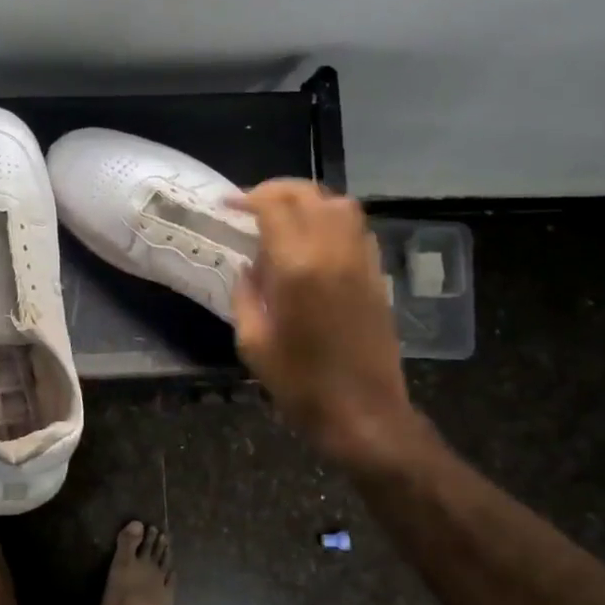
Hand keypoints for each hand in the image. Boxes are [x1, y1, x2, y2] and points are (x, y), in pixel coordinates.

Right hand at [232, 180, 425, 474]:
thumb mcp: (253, 343)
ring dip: (309, 200)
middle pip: (308, 195)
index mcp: (298, 267)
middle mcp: (334, 252)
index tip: (227, 204)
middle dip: (276, 190)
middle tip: (251, 203)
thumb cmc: (300, 385)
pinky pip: (357, 229)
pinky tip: (316, 239)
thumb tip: (247, 267)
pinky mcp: (376, 276)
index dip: (247, 198)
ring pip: (340, 205)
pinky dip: (333, 220)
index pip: (274, 207)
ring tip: (284, 215)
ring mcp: (361, 261)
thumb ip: (246, 295)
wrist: (364, 414)